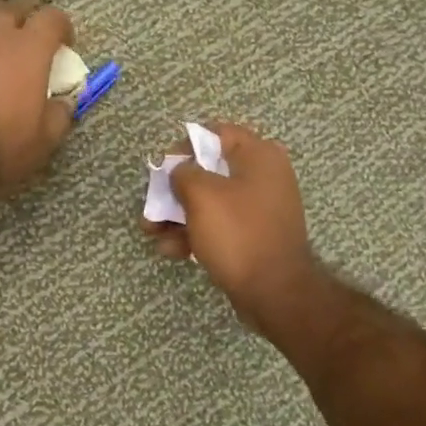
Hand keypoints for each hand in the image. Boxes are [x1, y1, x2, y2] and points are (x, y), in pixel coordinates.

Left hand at [0, 4, 75, 196]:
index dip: (60, 28)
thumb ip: (59, 113)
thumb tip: (63, 102)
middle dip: (18, 26)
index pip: (51, 18)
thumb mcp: (44, 140)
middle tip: (21, 53)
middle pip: (8, 13)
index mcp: (26, 51)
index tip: (63, 46)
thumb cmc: (2, 148)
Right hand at [142, 122, 318, 331]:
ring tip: (151, 232)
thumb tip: (179, 171)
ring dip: (178, 214)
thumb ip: (183, 173)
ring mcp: (260, 209)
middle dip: (174, 189)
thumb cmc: (238, 233)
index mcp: (258, 156)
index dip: (185, 146)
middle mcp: (263, 177)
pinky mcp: (254, 236)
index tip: (163, 167)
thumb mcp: (202, 195)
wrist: (275, 291)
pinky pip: (219, 226)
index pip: (216, 133)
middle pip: (209, 171)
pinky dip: (195, 233)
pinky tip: (170, 250)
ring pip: (210, 202)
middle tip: (152, 203)